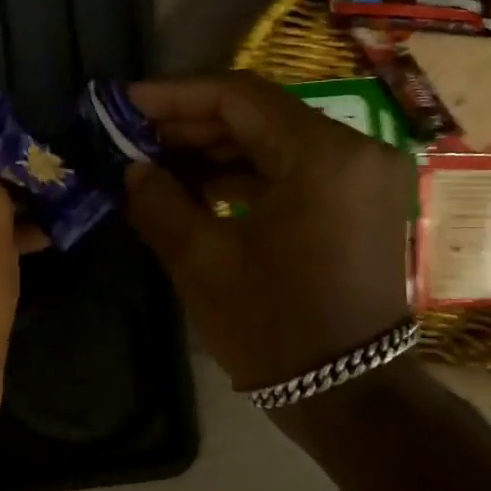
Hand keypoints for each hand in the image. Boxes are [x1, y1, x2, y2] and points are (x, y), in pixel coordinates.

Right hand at [124, 73, 413, 390]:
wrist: (348, 395)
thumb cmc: (273, 328)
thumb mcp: (202, 262)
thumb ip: (159, 202)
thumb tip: (133, 170)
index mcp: (323, 156)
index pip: (240, 96)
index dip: (176, 95)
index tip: (127, 102)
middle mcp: (355, 151)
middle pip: (261, 115)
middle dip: (193, 124)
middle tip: (135, 136)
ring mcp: (364, 178)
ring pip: (277, 142)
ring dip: (217, 151)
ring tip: (158, 163)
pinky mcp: (361, 204)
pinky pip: (295, 171)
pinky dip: (248, 175)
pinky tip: (200, 188)